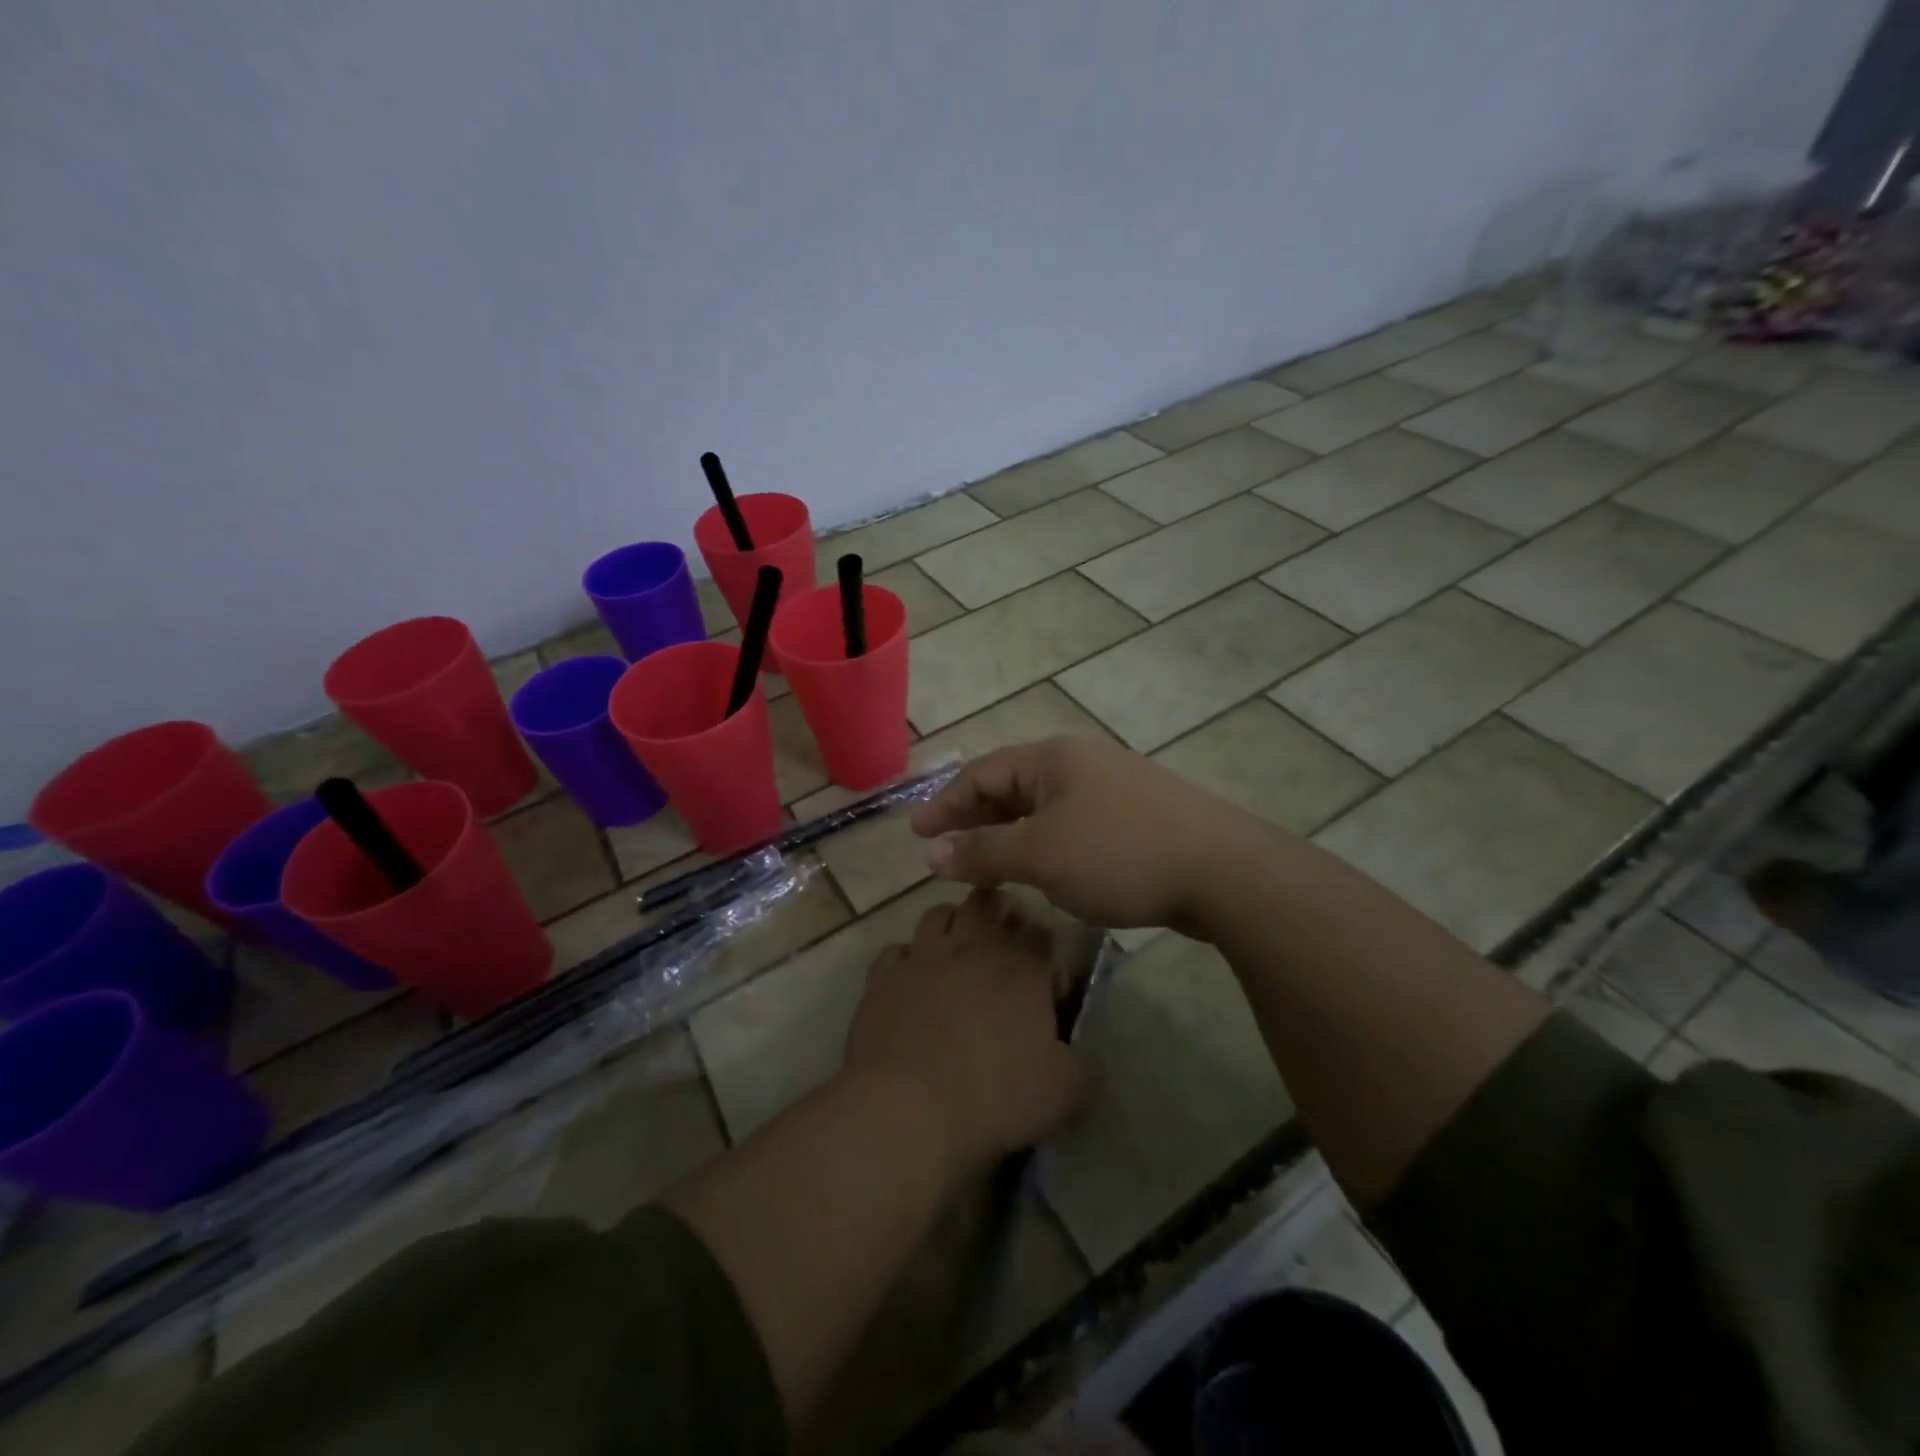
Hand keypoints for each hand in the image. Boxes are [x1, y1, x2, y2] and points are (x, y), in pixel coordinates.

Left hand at [844, 890, 1090, 1174]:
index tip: (1048, 986)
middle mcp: (971, 947)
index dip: (1048, 951)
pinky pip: (896, 951)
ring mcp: (922, 957)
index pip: (1042, 932)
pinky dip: (908, 961)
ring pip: (938, 914)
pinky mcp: (883, 977)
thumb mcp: (1063, 1093)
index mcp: (1021, 966)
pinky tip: (913, 985)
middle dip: (999, 915)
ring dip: (952, 926)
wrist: (907, 1108)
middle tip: (1003, 949)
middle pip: (987, 903)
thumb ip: (1084, 1067)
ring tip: (957, 956)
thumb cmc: (994, 1095)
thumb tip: (1086, 1059)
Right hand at [910, 735, 1275, 933]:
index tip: (918, 835)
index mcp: (1054, 758)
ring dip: (1010, 834)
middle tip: (948, 853)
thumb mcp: (1041, 854)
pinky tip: (1044, 869)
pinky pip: (1073, 824)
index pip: (983, 773)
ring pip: (1044, 808)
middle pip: (1012, 786)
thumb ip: (983, 852)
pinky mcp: (1136, 817)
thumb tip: (931, 853)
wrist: (1222, 871)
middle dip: (976, 819)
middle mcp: (1081, 763)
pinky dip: (1045, 844)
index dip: (946, 804)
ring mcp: (1113, 788)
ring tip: (988, 865)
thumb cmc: (1119, 854)